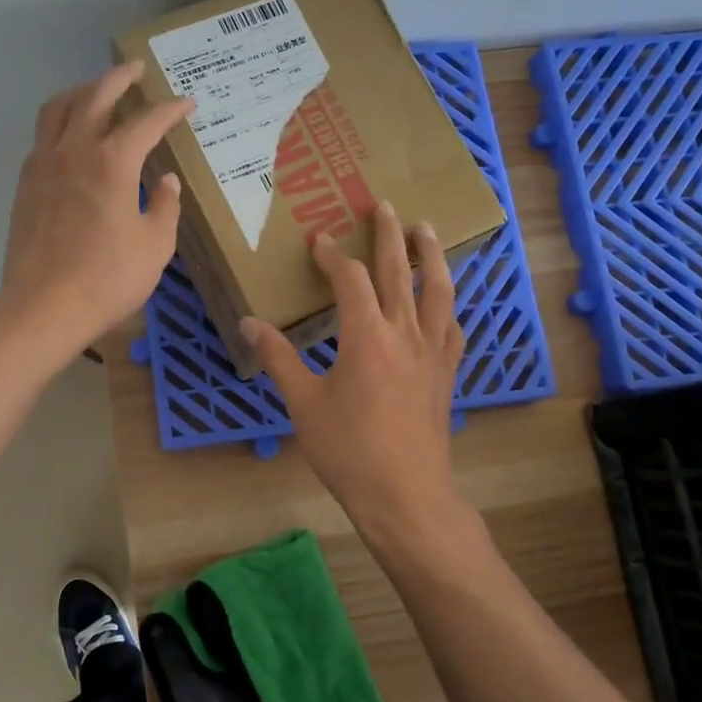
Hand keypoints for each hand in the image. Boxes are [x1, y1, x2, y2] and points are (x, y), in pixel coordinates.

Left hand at [0, 60, 194, 357]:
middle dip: (120, 78)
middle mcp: (75, 150)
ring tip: (96, 91)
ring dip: (81, 91)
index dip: (170, 110)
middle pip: (96, 96)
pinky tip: (70, 137)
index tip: (187, 104)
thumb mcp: (154, 246)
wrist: (44, 306)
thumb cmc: (108, 278)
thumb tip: (165, 181)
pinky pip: (42, 137)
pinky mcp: (26, 184)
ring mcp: (44, 164)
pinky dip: (60, 123)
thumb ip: (164, 207)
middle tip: (137, 69)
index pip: (147, 122)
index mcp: (113, 162)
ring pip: (59, 108)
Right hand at [240, 201, 466, 538]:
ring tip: (427, 231)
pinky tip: (446, 301)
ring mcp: (433, 353)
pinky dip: (448, 305)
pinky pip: (452, 327)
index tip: (318, 239)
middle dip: (389, 235)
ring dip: (430, 256)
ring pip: (437, 291)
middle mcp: (405, 333)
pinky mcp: (447, 374)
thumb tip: (249, 323)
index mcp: (366, 336)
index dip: (333, 255)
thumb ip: (279, 359)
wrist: (405, 496)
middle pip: (399, 272)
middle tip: (385, 205)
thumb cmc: (348, 451)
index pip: (351, 279)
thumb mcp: (303, 404)